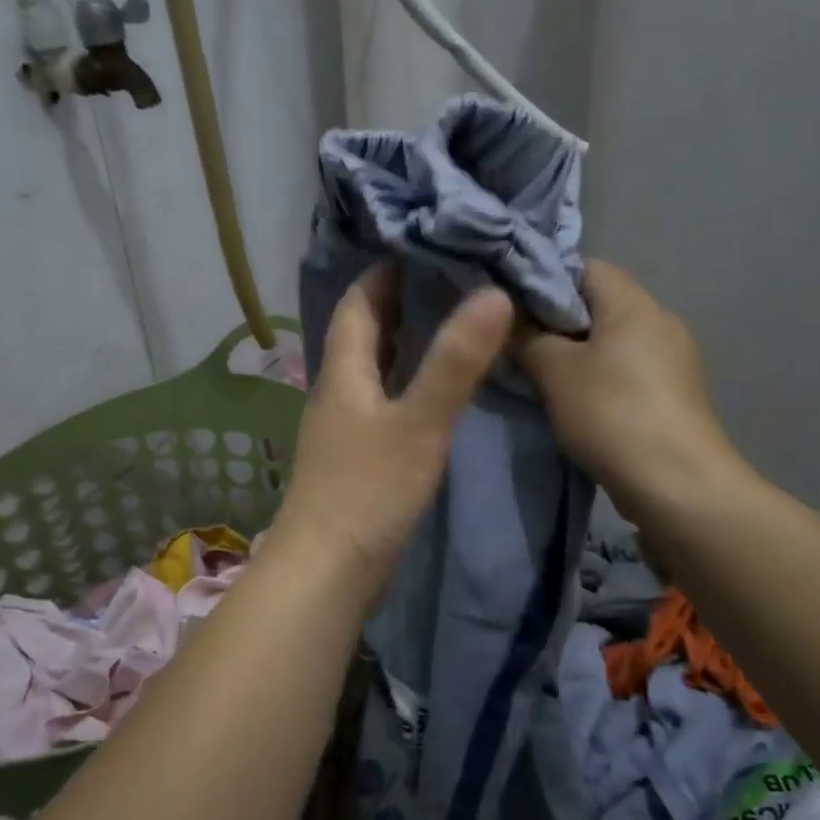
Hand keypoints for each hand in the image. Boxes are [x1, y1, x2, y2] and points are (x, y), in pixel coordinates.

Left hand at [279, 262, 512, 587]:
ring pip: (374, 368)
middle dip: (401, 302)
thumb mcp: (418, 424)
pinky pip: (384, 401)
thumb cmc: (368, 492)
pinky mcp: (357, 458)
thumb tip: (493, 293)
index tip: (426, 245)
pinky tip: (437, 390)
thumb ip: (455, 363)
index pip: (358, 302)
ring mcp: (345, 427)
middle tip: (453, 279)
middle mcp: (338, 391)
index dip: (385, 271)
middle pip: (364, 332)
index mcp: (342, 372)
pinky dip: (409, 382)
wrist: (326, 574)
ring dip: (406, 343)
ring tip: (454, 323)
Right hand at [512, 260, 748, 520]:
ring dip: (575, 354)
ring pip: (610, 341)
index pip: (585, 267)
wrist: (676, 484)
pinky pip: (625, 371)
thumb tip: (506, 316)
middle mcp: (659, 321)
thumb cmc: (611, 412)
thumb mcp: (554, 370)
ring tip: (538, 376)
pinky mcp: (673, 394)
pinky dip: (597, 378)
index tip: (510, 306)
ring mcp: (672, 359)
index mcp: (633, 303)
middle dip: (555, 321)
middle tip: (516, 344)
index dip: (545, 279)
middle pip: (598, 304)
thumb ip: (526, 336)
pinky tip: (573, 403)